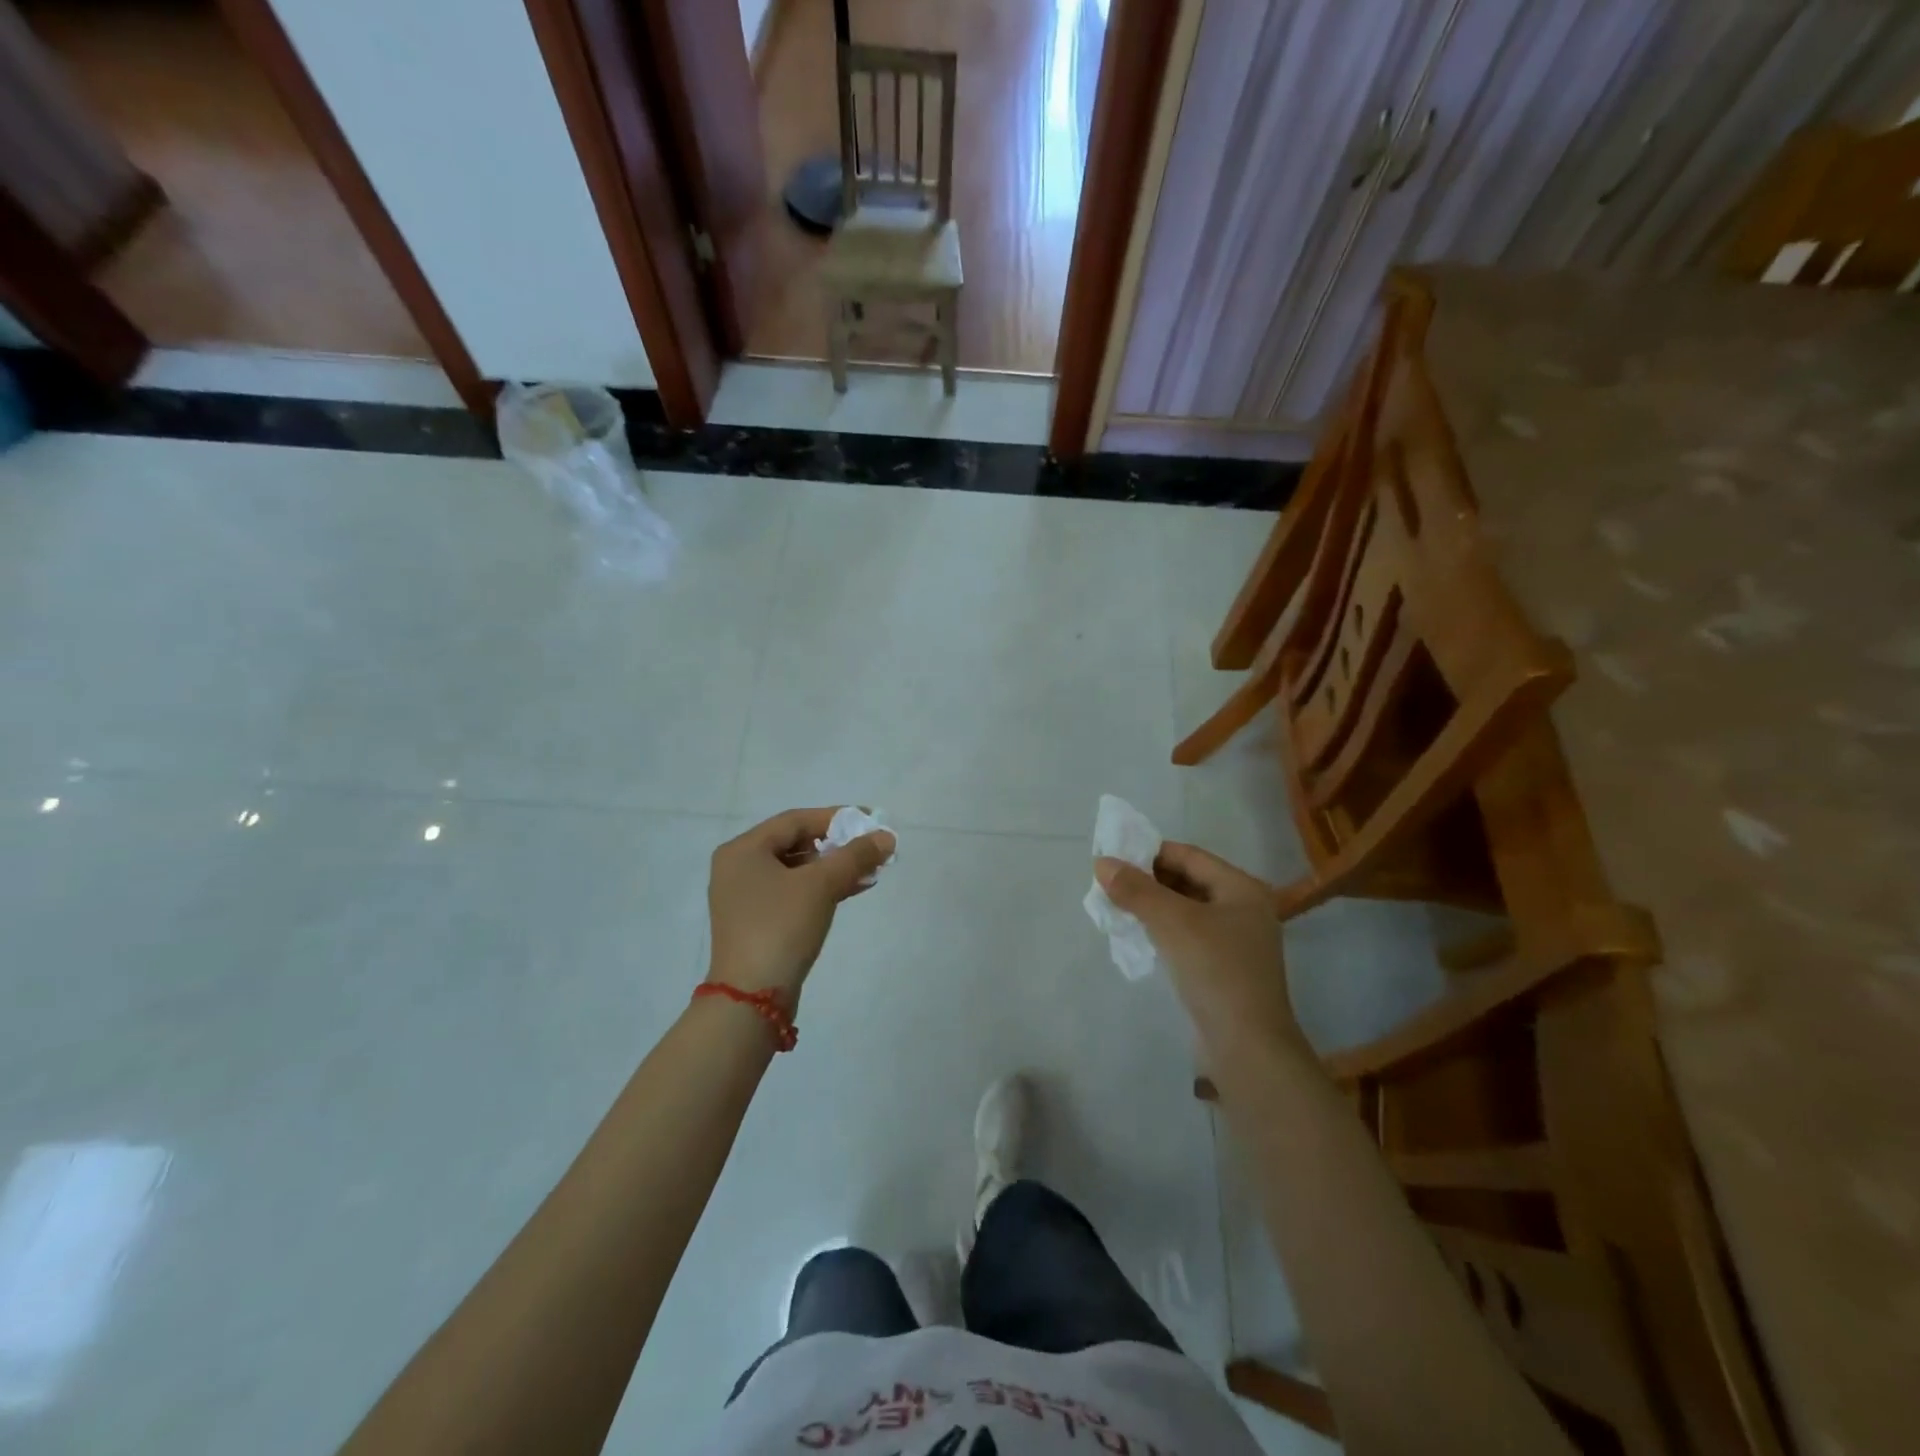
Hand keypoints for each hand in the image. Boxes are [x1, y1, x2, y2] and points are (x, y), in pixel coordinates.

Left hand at [707, 808, 894, 1004]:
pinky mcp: (757, 922)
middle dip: (837, 844)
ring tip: (870, 869)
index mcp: (743, 850)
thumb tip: (886, 837)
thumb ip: (855, 856)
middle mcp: (739, 868)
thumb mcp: (821, 886)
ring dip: (833, 868)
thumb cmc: (781, 927)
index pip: (795, 820)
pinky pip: (793, 892)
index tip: (870, 820)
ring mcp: (746, 897)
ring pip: (797, 870)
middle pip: (795, 843)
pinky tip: (853, 888)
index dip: (836, 817)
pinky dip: (821, 888)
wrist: (752, 998)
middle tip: (871, 846)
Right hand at [1095, 844, 1304, 1056]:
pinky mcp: (1224, 969)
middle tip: (1110, 884)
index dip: (1150, 852)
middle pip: (1188, 881)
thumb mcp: (1172, 923)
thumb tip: (1102, 863)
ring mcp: (1236, 942)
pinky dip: (1163, 931)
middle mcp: (1244, 909)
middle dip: (1149, 880)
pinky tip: (1138, 936)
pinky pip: (1188, 936)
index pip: (1189, 856)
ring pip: (1186, 910)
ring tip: (1117, 907)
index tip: (1114, 858)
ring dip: (1153, 906)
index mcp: (1242, 889)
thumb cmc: (1215, 971)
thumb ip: (1136, 890)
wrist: (1247, 1048)